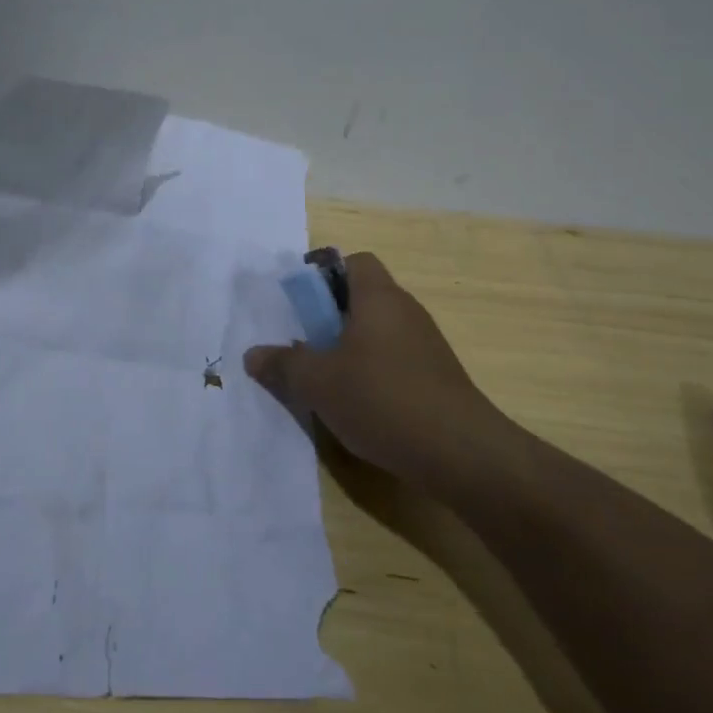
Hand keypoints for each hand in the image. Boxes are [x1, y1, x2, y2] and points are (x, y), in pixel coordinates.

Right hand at [243, 253, 501, 492]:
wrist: (459, 451)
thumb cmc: (381, 398)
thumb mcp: (318, 382)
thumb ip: (283, 364)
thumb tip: (252, 355)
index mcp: (378, 298)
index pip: (354, 261)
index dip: (325, 274)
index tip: (301, 303)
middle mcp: (406, 311)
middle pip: (363, 298)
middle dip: (330, 317)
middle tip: (303, 344)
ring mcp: (426, 345)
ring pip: (378, 332)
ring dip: (350, 349)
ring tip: (324, 379)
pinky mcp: (436, 377)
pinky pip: (395, 360)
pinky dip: (372, 373)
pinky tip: (357, 405)